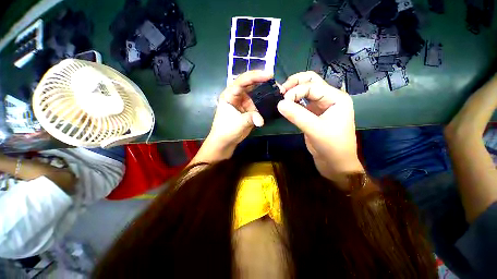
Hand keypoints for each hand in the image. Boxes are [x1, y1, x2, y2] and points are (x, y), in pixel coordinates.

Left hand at [191, 71, 271, 164]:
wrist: (225, 141)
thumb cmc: (226, 131)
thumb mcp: (238, 123)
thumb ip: (250, 118)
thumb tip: (261, 120)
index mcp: (229, 94)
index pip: (242, 81)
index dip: (255, 76)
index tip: (269, 75)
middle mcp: (237, 96)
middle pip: (250, 84)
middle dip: (262, 81)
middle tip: (275, 80)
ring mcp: (243, 102)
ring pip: (255, 93)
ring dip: (265, 91)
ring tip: (277, 90)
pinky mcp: (249, 109)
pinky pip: (258, 103)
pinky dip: (265, 102)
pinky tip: (273, 100)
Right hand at [277, 71, 363, 183]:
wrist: (336, 163)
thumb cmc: (332, 147)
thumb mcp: (315, 130)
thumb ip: (297, 115)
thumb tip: (279, 103)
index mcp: (336, 98)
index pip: (312, 86)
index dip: (296, 91)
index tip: (282, 101)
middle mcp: (329, 98)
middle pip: (311, 82)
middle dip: (295, 83)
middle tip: (281, 90)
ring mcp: (320, 106)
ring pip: (306, 91)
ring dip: (294, 91)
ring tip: (281, 95)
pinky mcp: (313, 115)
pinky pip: (302, 103)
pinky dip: (293, 101)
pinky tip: (286, 104)